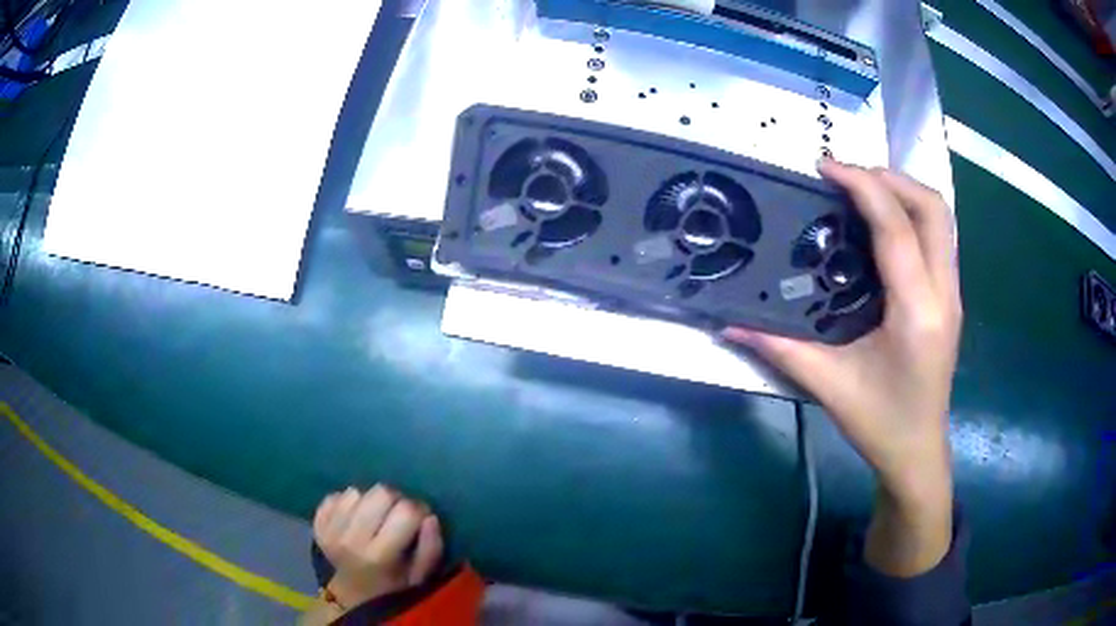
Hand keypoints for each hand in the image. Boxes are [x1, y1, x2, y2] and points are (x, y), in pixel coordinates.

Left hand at [313, 485, 443, 608]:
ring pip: (357, 491)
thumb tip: (429, 517)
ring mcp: (330, 531)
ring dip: (369, 501)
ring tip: (374, 518)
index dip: (419, 510)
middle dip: (395, 499)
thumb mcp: (421, 576)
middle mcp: (351, 540)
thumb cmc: (393, 586)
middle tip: (397, 514)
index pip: (406, 511)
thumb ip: (431, 548)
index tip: (420, 520)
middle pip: (380, 493)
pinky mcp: (317, 524)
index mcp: (380, 556)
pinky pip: (335, 495)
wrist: (352, 595)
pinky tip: (355, 518)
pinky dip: (348, 503)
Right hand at [724, 159, 961, 574]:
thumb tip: (730, 322)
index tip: (827, 168)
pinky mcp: (950, 297)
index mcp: (917, 312)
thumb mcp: (829, 385)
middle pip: (932, 208)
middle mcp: (944, 294)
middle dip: (890, 178)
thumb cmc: (880, 423)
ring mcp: (952, 293)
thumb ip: (780, 348)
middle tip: (846, 177)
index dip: (863, 187)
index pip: (897, 228)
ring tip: (862, 190)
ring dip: (904, 191)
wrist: (918, 452)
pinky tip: (883, 224)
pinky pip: (938, 236)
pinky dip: (912, 213)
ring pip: (941, 218)